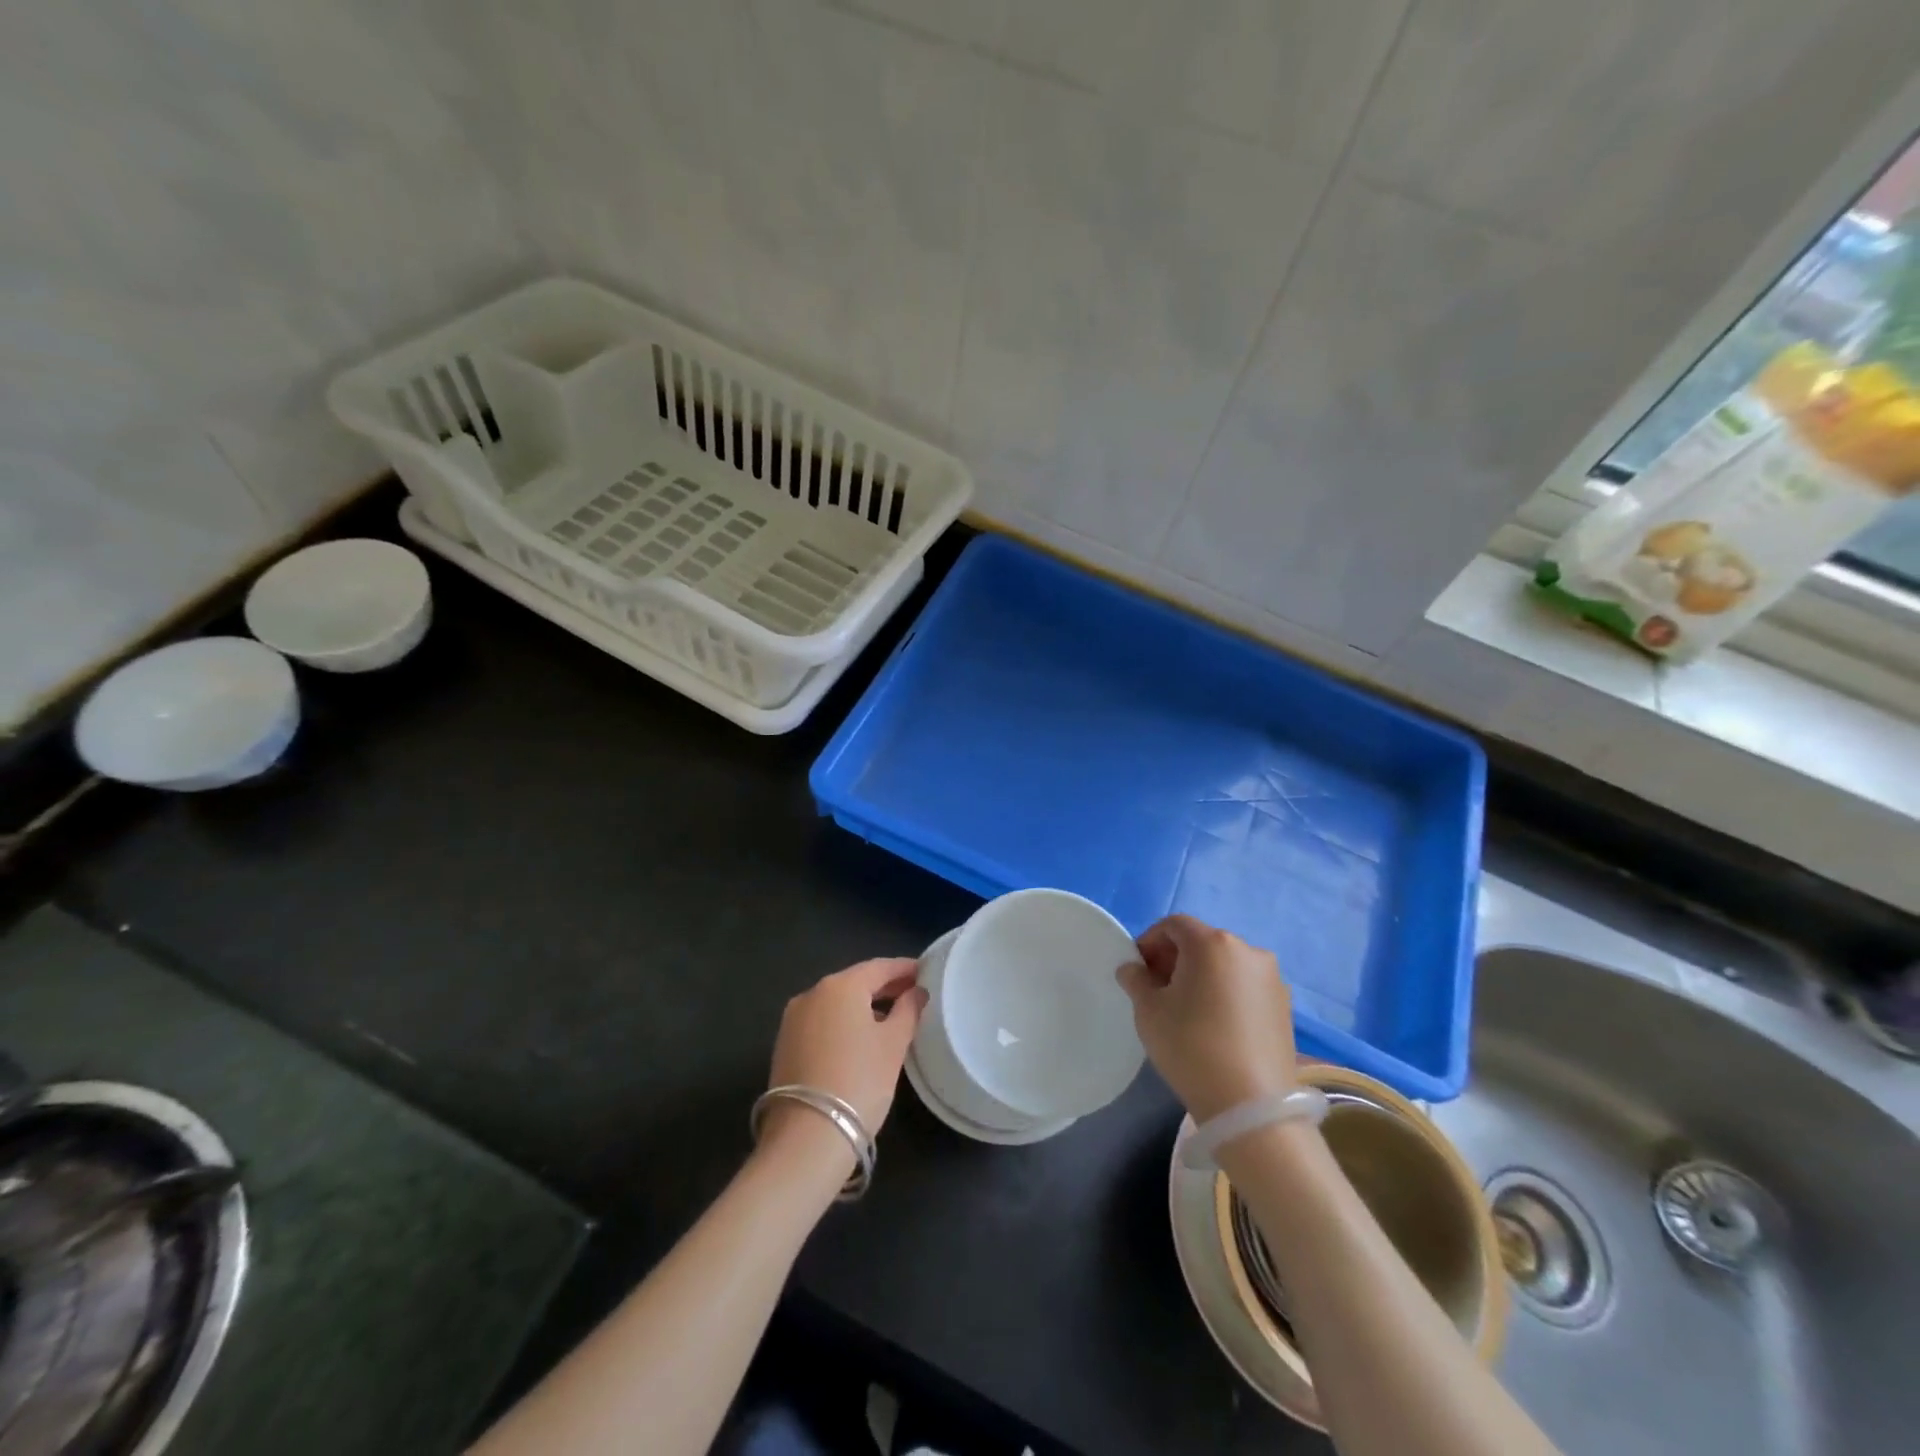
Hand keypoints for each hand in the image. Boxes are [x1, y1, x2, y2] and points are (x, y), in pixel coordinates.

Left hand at [761, 958, 926, 1165]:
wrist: (807, 1138)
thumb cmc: (860, 1081)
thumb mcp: (894, 1045)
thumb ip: (908, 1011)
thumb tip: (916, 992)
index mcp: (840, 985)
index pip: (879, 967)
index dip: (904, 968)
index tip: (925, 972)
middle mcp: (812, 993)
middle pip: (855, 982)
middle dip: (884, 986)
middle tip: (912, 994)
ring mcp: (793, 1019)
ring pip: (837, 1002)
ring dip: (863, 1005)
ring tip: (891, 1017)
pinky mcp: (785, 1044)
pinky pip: (822, 1021)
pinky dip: (843, 1022)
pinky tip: (861, 1037)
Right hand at [1118, 915, 1295, 1122]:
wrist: (1251, 1107)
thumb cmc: (1190, 1046)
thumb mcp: (1148, 1011)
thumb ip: (1136, 980)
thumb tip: (1133, 969)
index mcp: (1212, 943)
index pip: (1173, 925)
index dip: (1150, 942)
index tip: (1138, 971)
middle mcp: (1248, 950)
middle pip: (1202, 942)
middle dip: (1175, 959)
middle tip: (1158, 990)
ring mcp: (1272, 979)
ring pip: (1225, 965)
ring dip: (1202, 976)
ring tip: (1187, 1010)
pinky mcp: (1285, 1007)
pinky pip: (1245, 987)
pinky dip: (1225, 994)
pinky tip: (1215, 1025)